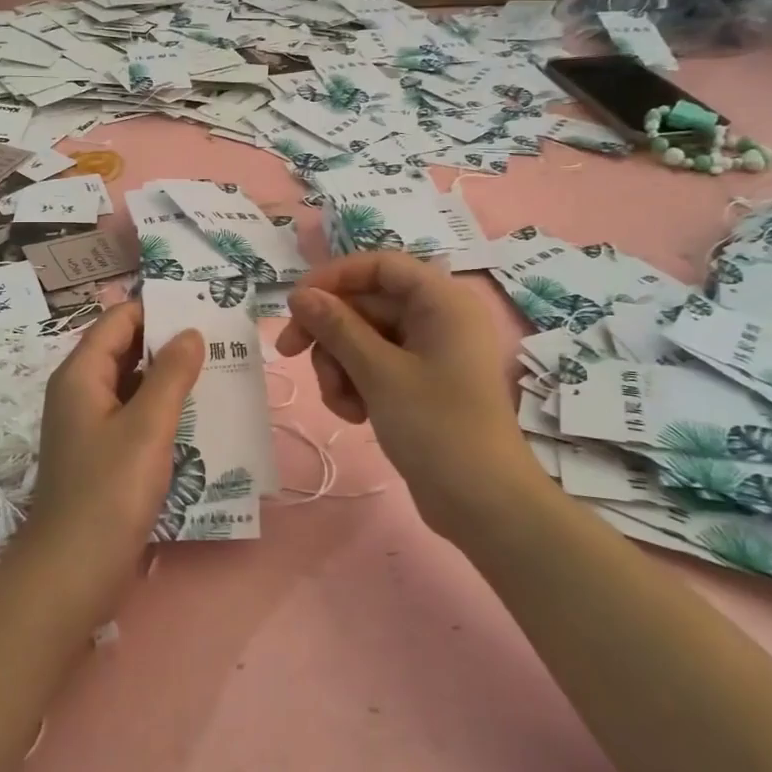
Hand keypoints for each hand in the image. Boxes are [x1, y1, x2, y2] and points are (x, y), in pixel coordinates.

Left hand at [29, 301, 203, 575]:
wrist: (73, 572)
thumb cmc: (109, 492)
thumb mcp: (147, 427)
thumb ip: (171, 374)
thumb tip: (190, 332)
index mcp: (81, 375)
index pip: (119, 320)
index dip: (157, 309)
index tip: (201, 308)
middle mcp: (80, 392)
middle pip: (125, 349)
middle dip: (168, 342)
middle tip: (219, 338)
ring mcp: (90, 425)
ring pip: (132, 384)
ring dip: (169, 377)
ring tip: (217, 370)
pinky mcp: (102, 454)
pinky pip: (134, 415)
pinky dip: (162, 409)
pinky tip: (198, 415)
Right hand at [277, 252, 531, 535]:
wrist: (483, 505)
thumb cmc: (437, 427)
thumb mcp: (379, 373)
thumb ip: (337, 327)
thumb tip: (300, 295)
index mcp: (441, 301)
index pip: (380, 266)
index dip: (334, 277)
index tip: (295, 303)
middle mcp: (438, 318)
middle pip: (367, 304)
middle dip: (330, 333)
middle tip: (288, 354)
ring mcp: (429, 352)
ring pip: (364, 338)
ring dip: (340, 366)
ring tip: (342, 404)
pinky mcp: (421, 383)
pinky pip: (375, 366)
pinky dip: (357, 384)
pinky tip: (355, 415)